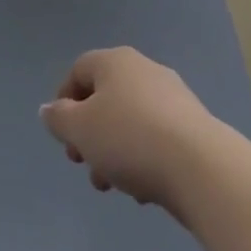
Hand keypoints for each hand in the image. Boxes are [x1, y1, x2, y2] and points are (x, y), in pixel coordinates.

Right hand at [40, 47, 218, 214]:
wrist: (200, 166)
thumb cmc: (129, 138)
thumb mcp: (80, 129)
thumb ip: (59, 118)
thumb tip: (49, 109)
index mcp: (114, 61)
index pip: (79, 71)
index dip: (65, 101)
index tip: (63, 137)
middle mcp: (143, 69)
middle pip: (105, 98)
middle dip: (90, 134)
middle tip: (84, 165)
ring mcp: (172, 96)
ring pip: (130, 121)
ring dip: (114, 151)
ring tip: (113, 186)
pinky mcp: (193, 126)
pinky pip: (156, 137)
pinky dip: (143, 158)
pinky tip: (144, 189)